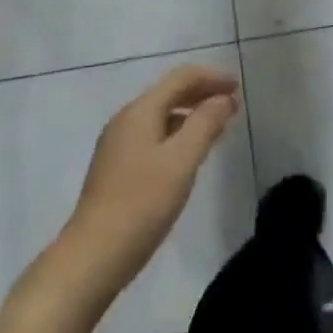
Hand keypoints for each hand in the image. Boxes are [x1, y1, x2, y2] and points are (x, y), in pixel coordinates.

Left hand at [62, 65, 240, 297]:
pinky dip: (177, 134)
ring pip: (161, 116)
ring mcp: (118, 144)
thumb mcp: (182, 160)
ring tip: (218, 127)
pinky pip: (154, 136)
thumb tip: (223, 98)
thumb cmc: (142, 203)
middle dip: (202, 93)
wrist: (93, 255)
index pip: (181, 78)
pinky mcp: (117, 167)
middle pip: (169, 93)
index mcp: (140, 111)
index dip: (212, 77)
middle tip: (233, 104)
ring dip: (191, 115)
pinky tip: (190, 154)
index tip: (239, 88)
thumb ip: (205, 123)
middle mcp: (126, 120)